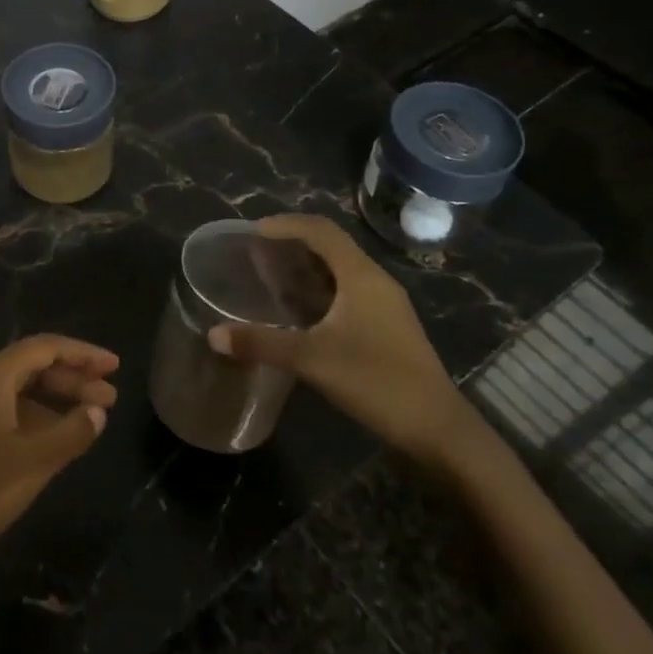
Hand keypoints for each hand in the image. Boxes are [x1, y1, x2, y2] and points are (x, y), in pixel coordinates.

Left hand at [0, 334, 117, 586]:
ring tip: (90, 419)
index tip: (114, 366)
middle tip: (110, 397)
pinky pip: (2, 410)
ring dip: (53, 400)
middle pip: (30, 367)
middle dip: (72, 379)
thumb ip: (70, 433)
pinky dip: (32, 417)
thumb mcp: (29, 464)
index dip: (82, 353)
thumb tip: (98, 410)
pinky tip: (52, 439)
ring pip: (16, 391)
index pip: (44, 348)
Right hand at [207, 214, 473, 463]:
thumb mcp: (312, 360)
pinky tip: (300, 311)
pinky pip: (347, 291)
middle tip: (256, 252)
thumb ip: (262, 343)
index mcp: (361, 276)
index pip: (321, 231)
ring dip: (306, 267)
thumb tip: (213, 334)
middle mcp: (375, 281)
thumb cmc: (377, 381)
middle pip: (331, 246)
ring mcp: (385, 305)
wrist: (439, 429)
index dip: (286, 224)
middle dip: (293, 244)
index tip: (253, 232)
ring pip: (340, 270)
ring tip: (271, 276)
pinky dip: (319, 289)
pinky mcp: (387, 326)